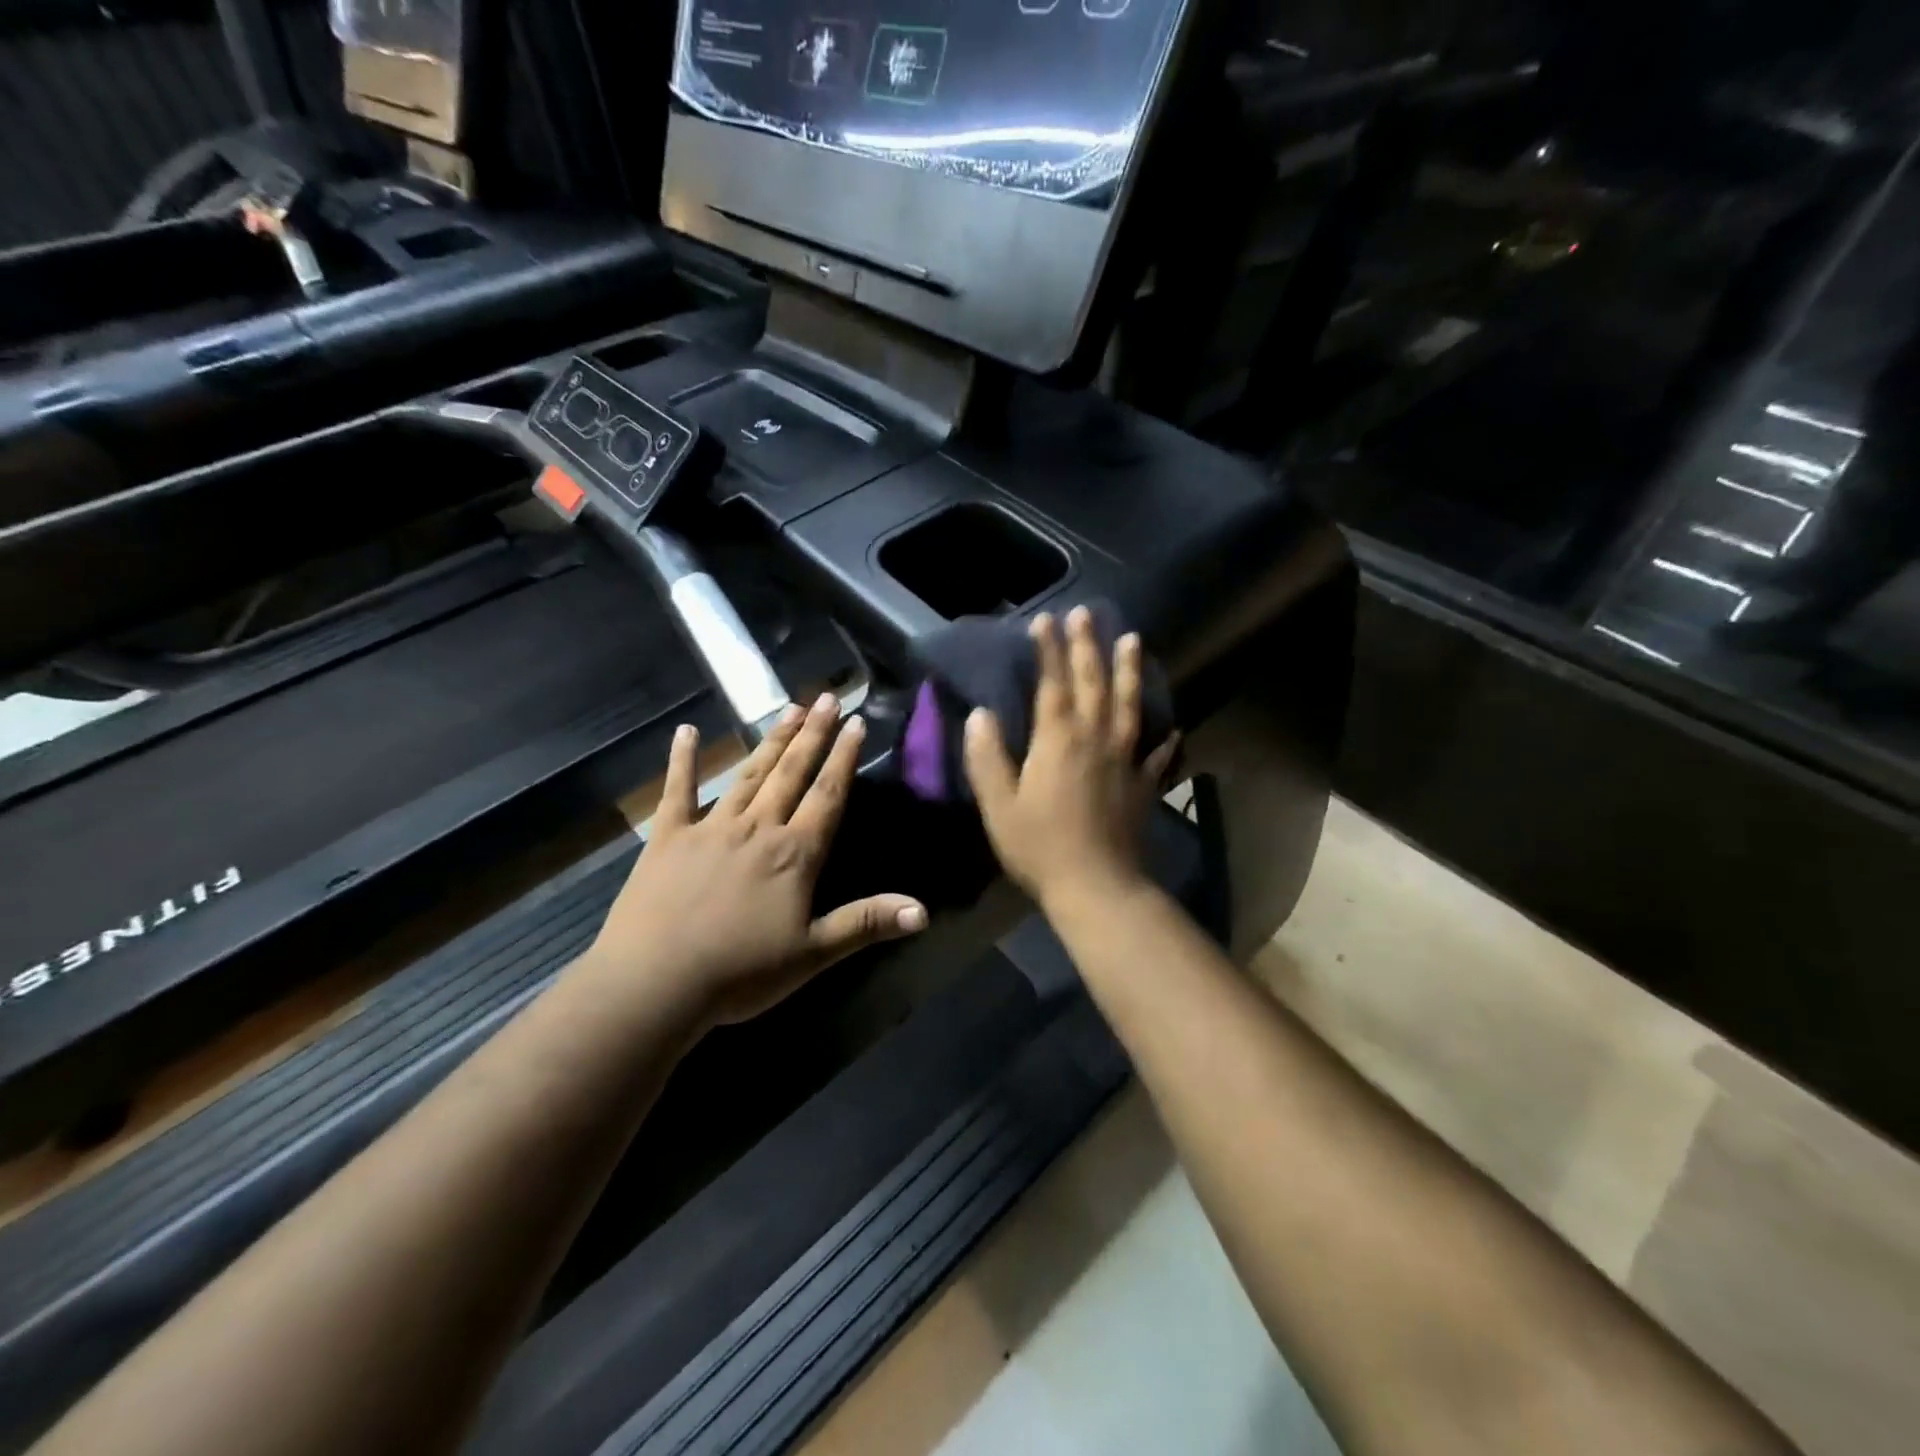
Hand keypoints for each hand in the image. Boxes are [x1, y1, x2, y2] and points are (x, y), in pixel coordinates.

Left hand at [587, 693, 927, 1028]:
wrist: (655, 983)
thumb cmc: (740, 972)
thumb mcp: (813, 953)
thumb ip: (867, 923)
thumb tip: (924, 911)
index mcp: (794, 854)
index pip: (827, 795)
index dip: (844, 758)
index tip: (856, 722)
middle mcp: (757, 828)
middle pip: (791, 773)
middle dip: (811, 734)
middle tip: (824, 697)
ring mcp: (710, 828)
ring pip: (749, 774)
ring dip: (770, 741)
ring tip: (788, 709)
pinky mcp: (667, 837)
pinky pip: (677, 792)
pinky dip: (682, 760)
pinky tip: (686, 731)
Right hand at [962, 607, 1177, 911]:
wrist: (1097, 887)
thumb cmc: (1040, 846)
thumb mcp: (998, 804)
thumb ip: (987, 757)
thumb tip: (980, 714)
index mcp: (1058, 740)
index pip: (1053, 683)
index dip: (1049, 650)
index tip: (1046, 620)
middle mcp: (1096, 739)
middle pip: (1094, 683)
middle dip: (1088, 646)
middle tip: (1087, 614)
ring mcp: (1125, 760)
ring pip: (1129, 705)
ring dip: (1130, 671)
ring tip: (1133, 640)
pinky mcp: (1143, 785)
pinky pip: (1156, 752)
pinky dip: (1163, 736)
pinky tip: (1170, 726)